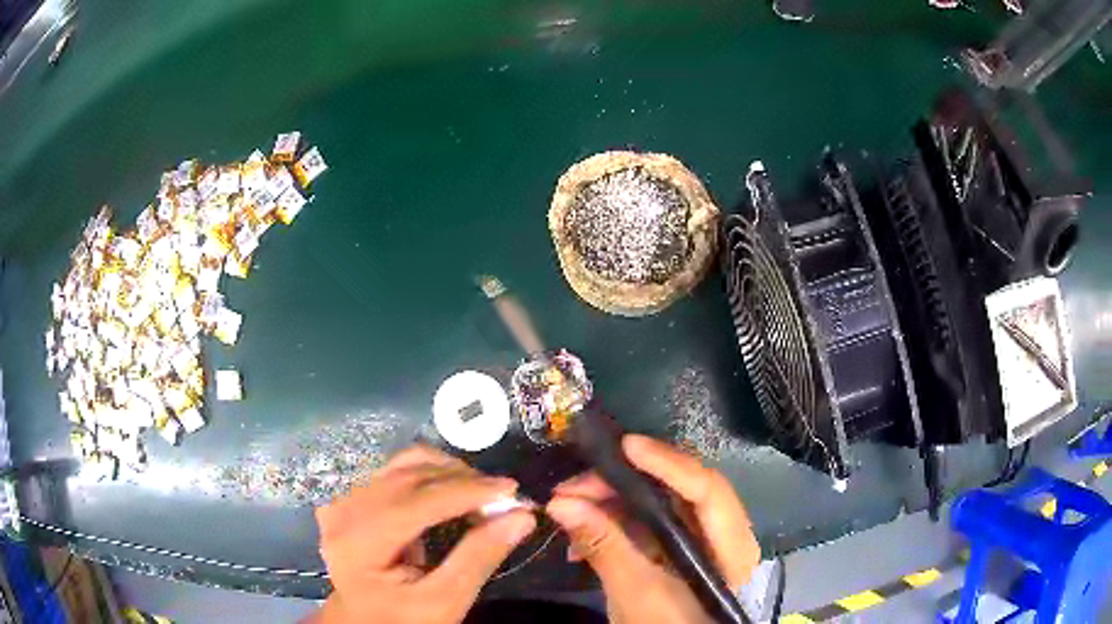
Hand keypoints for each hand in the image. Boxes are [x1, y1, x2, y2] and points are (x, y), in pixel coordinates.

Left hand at [309, 445, 536, 623]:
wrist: (363, 620)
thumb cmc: (402, 619)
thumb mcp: (443, 603)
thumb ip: (478, 559)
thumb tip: (521, 517)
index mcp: (358, 541)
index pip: (416, 501)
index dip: (466, 490)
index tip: (512, 490)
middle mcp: (344, 509)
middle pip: (409, 475)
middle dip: (462, 479)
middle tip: (503, 496)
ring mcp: (344, 498)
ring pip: (403, 464)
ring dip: (448, 473)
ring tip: (480, 495)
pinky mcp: (351, 496)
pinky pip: (394, 471)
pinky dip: (430, 476)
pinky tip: (451, 496)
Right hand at [546, 434, 759, 623]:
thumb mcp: (633, 592)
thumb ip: (604, 545)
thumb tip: (560, 503)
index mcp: (730, 548)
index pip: (707, 490)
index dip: (668, 464)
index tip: (625, 446)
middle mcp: (724, 534)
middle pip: (680, 489)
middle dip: (624, 483)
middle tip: (574, 486)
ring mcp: (701, 539)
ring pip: (660, 502)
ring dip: (612, 502)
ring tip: (568, 509)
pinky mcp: (680, 547)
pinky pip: (649, 521)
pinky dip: (615, 522)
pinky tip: (582, 535)